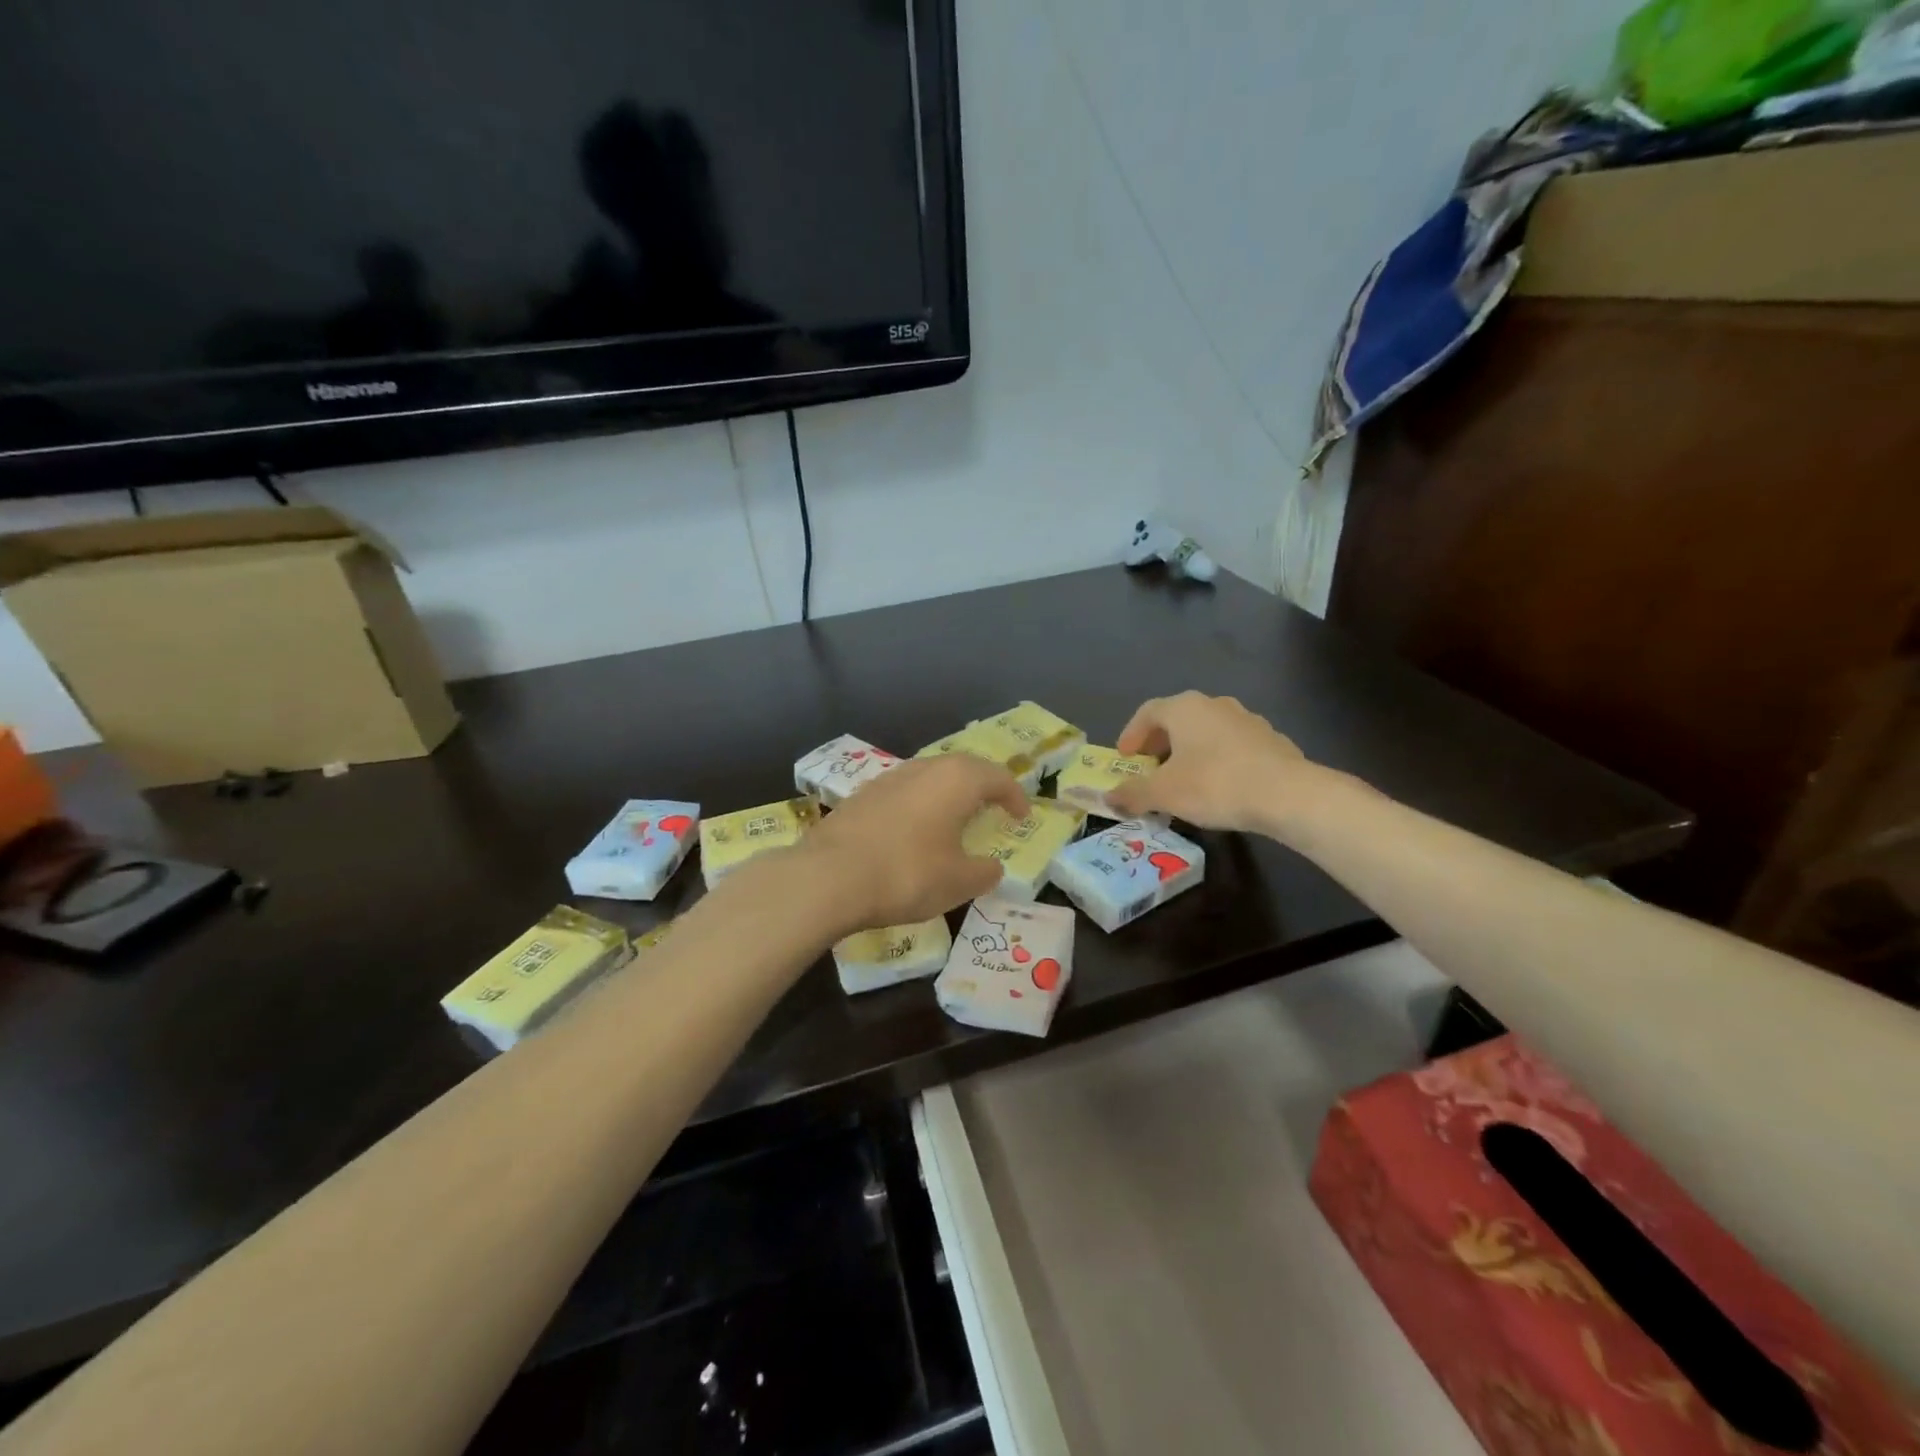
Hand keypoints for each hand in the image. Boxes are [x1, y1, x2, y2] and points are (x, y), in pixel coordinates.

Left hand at [801, 755, 1028, 932]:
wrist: (828, 877)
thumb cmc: (907, 874)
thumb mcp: (958, 882)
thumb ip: (983, 872)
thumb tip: (991, 867)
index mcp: (956, 780)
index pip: (997, 778)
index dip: (1015, 796)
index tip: (1022, 816)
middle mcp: (924, 768)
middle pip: (963, 768)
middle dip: (981, 786)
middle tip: (992, 807)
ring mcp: (888, 778)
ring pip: (930, 777)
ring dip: (948, 794)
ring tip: (954, 818)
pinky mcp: (861, 795)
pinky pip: (903, 793)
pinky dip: (919, 806)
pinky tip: (914, 831)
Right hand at [1107, 691, 1315, 833]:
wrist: (1288, 795)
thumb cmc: (1214, 785)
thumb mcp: (1164, 793)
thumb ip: (1132, 794)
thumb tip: (1108, 797)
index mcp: (1185, 708)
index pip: (1148, 712)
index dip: (1131, 735)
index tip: (1125, 758)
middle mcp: (1215, 704)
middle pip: (1178, 719)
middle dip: (1160, 744)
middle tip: (1150, 768)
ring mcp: (1247, 719)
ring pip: (1207, 732)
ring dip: (1190, 751)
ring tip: (1184, 780)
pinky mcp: (1272, 740)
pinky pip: (1233, 746)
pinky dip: (1218, 760)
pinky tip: (1219, 786)